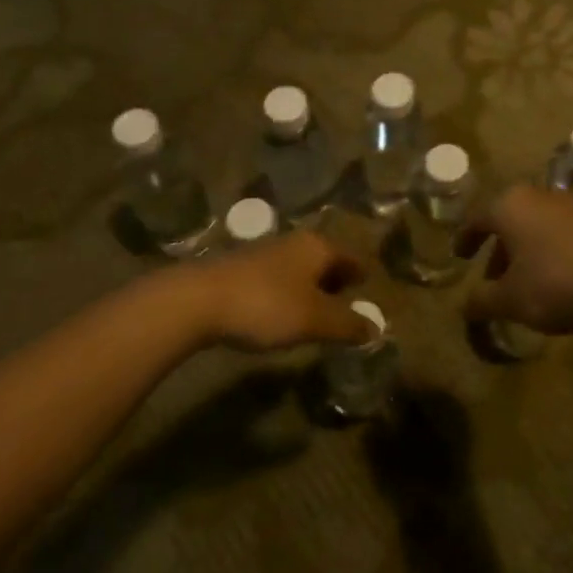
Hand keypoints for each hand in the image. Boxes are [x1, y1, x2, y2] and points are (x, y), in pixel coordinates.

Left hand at [183, 230, 373, 351]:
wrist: (197, 300)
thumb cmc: (267, 305)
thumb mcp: (315, 320)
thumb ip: (348, 325)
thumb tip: (375, 330)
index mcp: (318, 247)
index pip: (352, 257)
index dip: (362, 275)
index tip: (370, 289)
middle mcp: (294, 243)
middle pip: (326, 260)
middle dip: (337, 281)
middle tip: (346, 304)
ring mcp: (265, 253)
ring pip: (300, 268)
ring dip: (310, 288)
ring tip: (316, 313)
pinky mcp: (240, 269)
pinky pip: (277, 279)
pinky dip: (287, 293)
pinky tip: (280, 314)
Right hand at [459, 185, 572, 335]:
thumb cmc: (555, 283)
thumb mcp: (510, 299)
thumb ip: (482, 301)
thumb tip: (464, 307)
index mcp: (510, 206)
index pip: (478, 218)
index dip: (466, 239)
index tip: (460, 256)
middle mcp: (540, 197)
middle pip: (510, 220)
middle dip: (499, 250)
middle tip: (493, 279)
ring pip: (538, 227)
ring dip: (527, 254)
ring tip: (526, 286)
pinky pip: (564, 236)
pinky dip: (553, 255)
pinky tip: (559, 283)